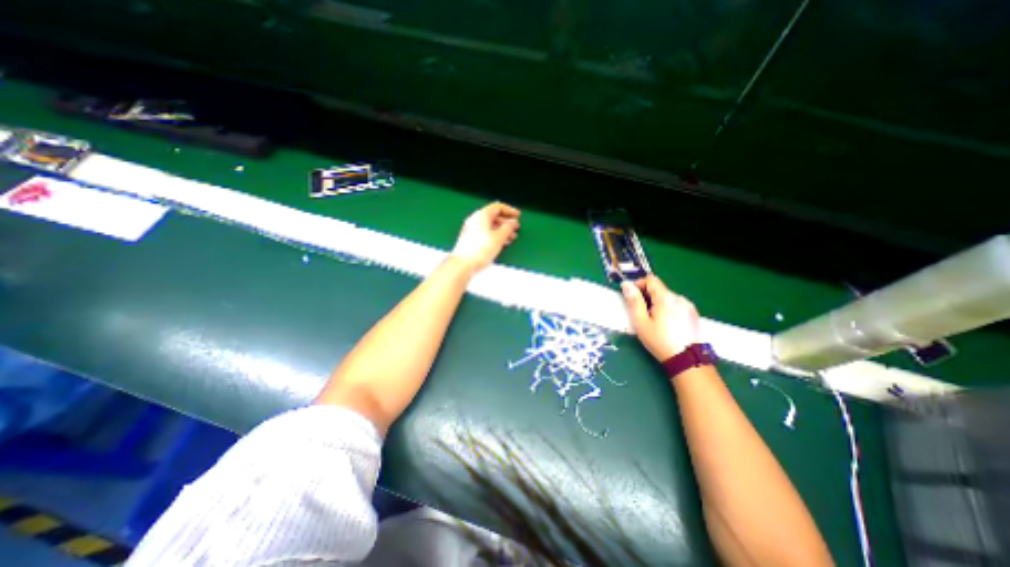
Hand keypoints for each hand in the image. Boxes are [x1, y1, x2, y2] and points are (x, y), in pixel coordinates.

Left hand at [454, 203, 524, 271]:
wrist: (463, 264)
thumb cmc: (480, 250)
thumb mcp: (499, 237)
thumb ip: (508, 228)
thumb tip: (512, 222)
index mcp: (481, 215)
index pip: (498, 207)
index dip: (510, 211)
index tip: (518, 215)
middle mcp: (475, 219)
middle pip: (494, 216)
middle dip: (506, 222)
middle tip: (516, 228)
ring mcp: (471, 229)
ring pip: (490, 225)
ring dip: (502, 230)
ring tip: (511, 238)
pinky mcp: (470, 239)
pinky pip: (485, 233)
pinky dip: (494, 235)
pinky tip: (501, 243)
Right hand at [616, 275, 702, 361]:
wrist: (687, 360)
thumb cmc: (660, 341)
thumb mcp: (641, 322)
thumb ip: (634, 301)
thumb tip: (626, 284)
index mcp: (665, 298)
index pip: (651, 279)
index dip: (639, 284)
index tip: (632, 296)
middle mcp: (679, 298)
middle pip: (659, 289)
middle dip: (647, 297)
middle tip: (641, 313)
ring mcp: (688, 306)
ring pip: (668, 298)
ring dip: (658, 303)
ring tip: (654, 321)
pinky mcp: (693, 314)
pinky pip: (677, 305)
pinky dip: (668, 309)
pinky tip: (667, 325)